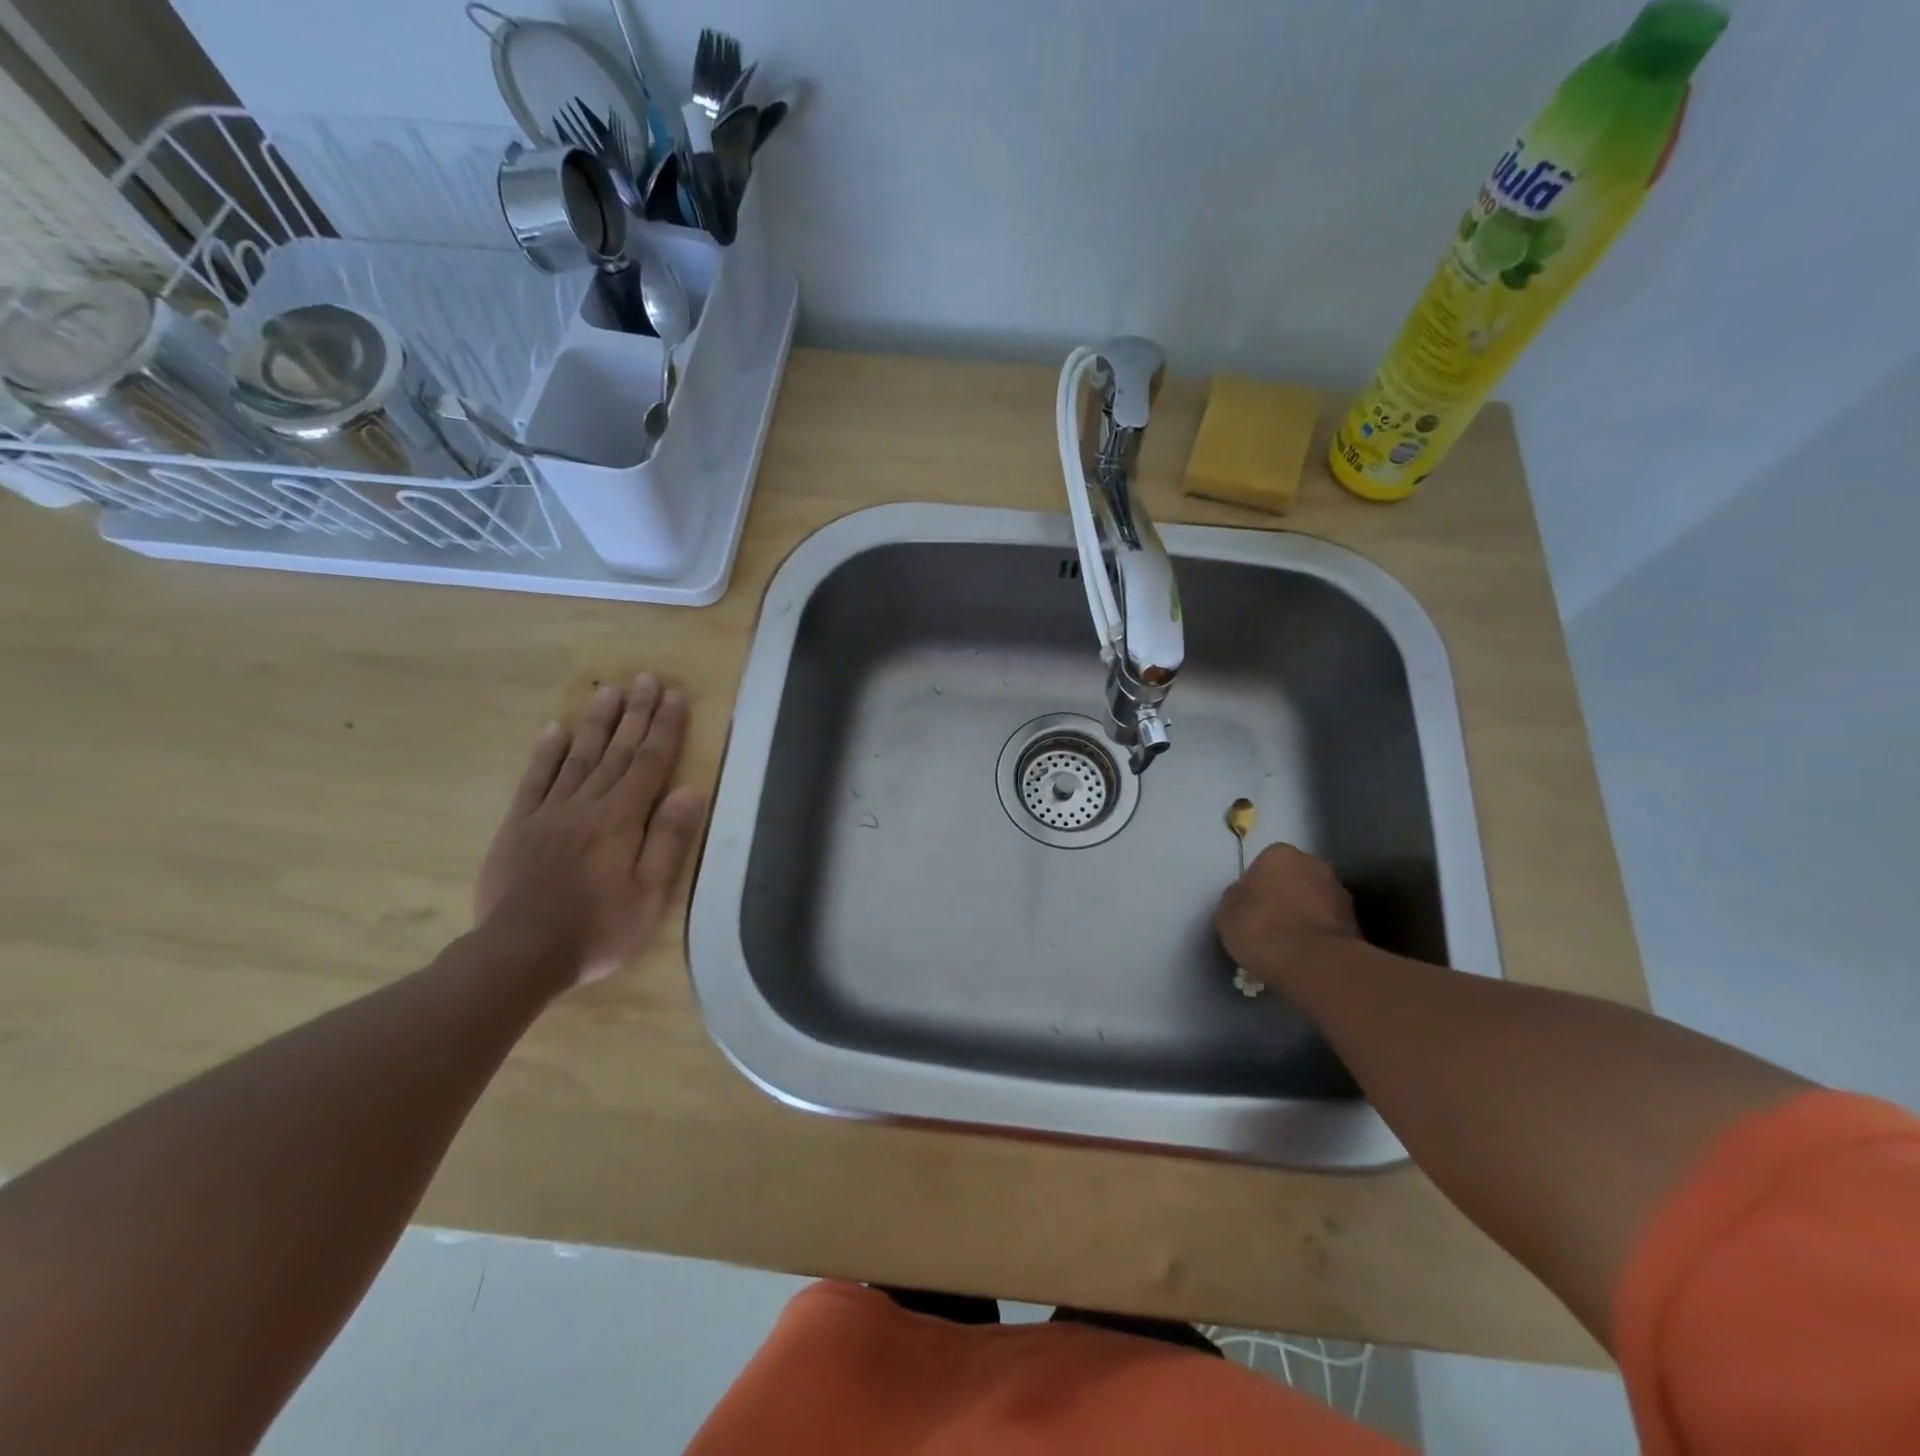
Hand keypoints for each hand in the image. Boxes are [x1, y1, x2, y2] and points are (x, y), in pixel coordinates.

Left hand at [475, 674, 704, 988]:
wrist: (520, 954)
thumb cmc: (598, 929)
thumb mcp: (650, 895)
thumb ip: (668, 839)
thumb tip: (690, 790)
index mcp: (621, 819)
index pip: (650, 763)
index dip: (665, 727)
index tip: (675, 695)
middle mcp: (586, 805)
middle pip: (617, 751)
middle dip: (635, 713)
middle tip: (646, 678)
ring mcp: (548, 813)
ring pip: (578, 757)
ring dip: (596, 722)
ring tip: (608, 690)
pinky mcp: (518, 826)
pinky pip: (535, 781)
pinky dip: (546, 753)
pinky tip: (554, 730)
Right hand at [1215, 844, 1360, 985]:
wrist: (1313, 964)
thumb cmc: (1260, 929)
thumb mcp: (1226, 913)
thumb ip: (1237, 898)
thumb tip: (1246, 897)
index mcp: (1279, 854)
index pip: (1264, 864)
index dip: (1255, 887)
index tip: (1249, 909)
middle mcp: (1314, 864)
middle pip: (1294, 878)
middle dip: (1285, 896)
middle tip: (1270, 925)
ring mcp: (1340, 893)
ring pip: (1314, 901)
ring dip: (1304, 915)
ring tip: (1289, 946)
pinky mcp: (1356, 923)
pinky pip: (1328, 924)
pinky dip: (1319, 935)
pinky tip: (1306, 956)